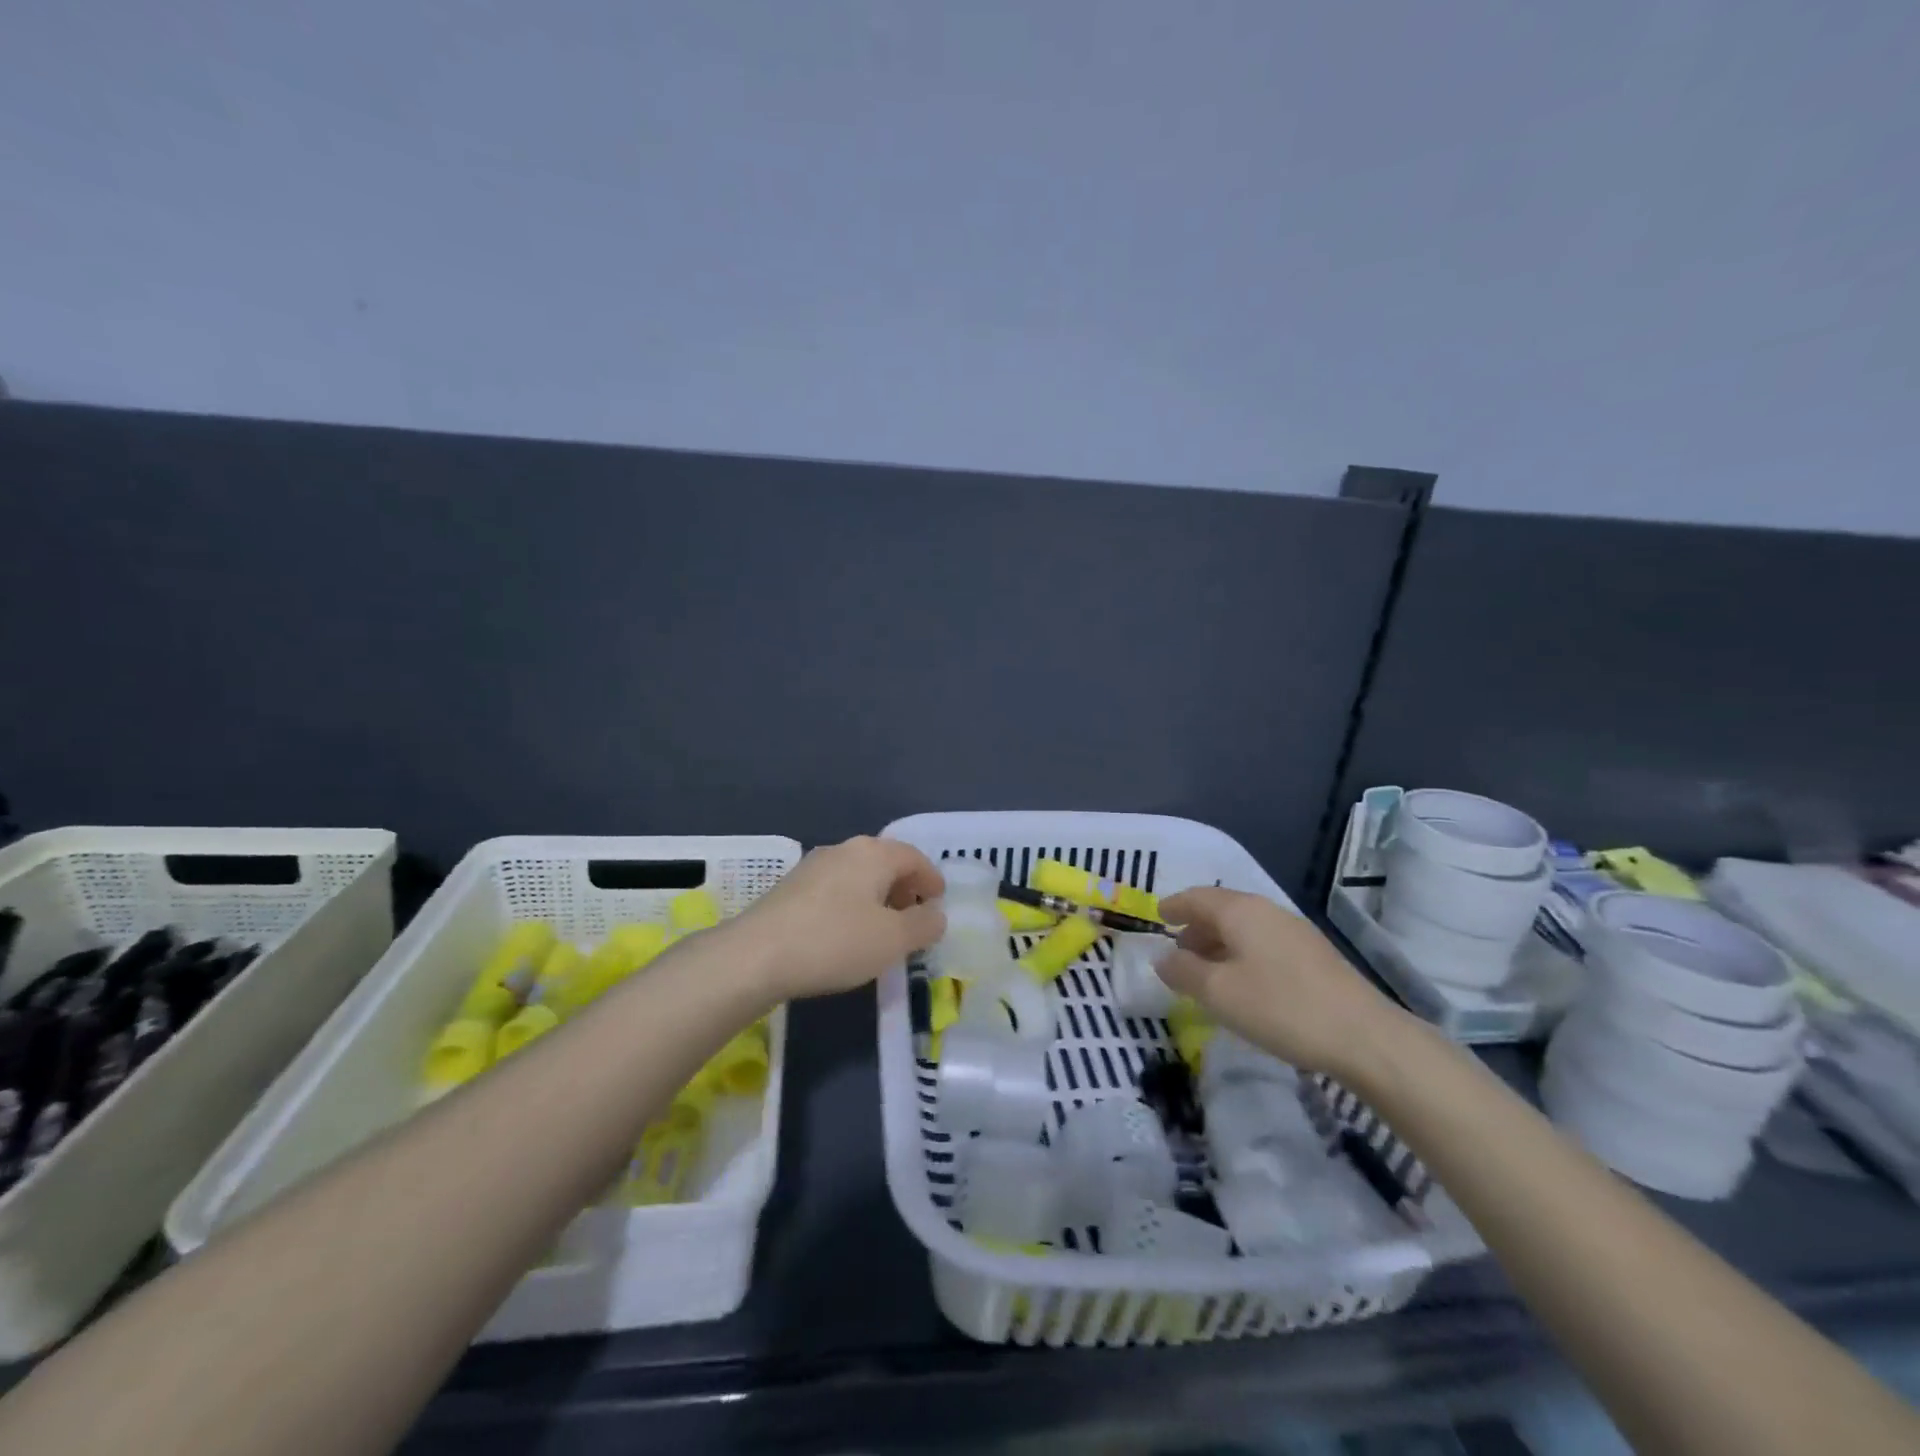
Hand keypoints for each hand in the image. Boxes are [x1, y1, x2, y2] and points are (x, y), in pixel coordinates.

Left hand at [730, 836, 945, 998]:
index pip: (914, 857)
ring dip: (877, 898)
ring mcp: (813, 866)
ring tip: (882, 930)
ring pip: (858, 876)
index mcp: (873, 853)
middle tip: (915, 917)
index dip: (932, 879)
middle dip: (905, 888)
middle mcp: (844, 849)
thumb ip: (924, 925)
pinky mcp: (790, 888)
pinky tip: (847, 934)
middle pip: (885, 863)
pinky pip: (835, 890)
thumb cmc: (834, 942)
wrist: (754, 956)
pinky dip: (852, 905)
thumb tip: (936, 914)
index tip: (940, 902)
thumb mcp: (892, 940)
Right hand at [1157, 887, 1404, 1079]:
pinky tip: (1243, 982)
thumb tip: (1162, 958)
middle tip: (1177, 949)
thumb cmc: (1281, 1007)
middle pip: (1222, 910)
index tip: (1157, 916)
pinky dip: (1242, 954)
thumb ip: (1183, 972)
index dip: (1174, 906)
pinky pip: (1264, 943)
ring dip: (1219, 943)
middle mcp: (1268, 911)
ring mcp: (1295, 932)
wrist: (1365, 1037)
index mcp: (1241, 911)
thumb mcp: (1219, 993)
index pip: (1197, 897)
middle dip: (1196, 926)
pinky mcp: (1315, 956)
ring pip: (1245, 927)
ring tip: (1206, 970)